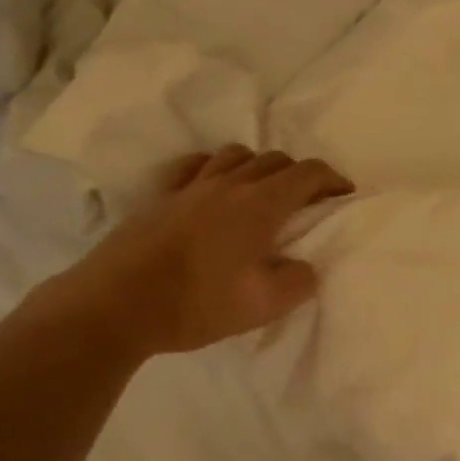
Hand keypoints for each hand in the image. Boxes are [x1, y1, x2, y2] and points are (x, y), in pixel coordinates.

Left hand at [33, 144, 353, 359]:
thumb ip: (298, 282)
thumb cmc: (196, 304)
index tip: (344, 195)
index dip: (333, 179)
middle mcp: (229, 183)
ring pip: (236, 154)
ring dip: (259, 166)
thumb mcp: (263, 306)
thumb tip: (305, 267)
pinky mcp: (162, 196)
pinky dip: (216, 167)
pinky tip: (214, 185)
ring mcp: (191, 185)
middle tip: (307, 202)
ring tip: (262, 192)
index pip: (308, 173)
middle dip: (300, 174)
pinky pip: (196, 165)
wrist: (115, 306)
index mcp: (260, 205)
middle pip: (276, 159)